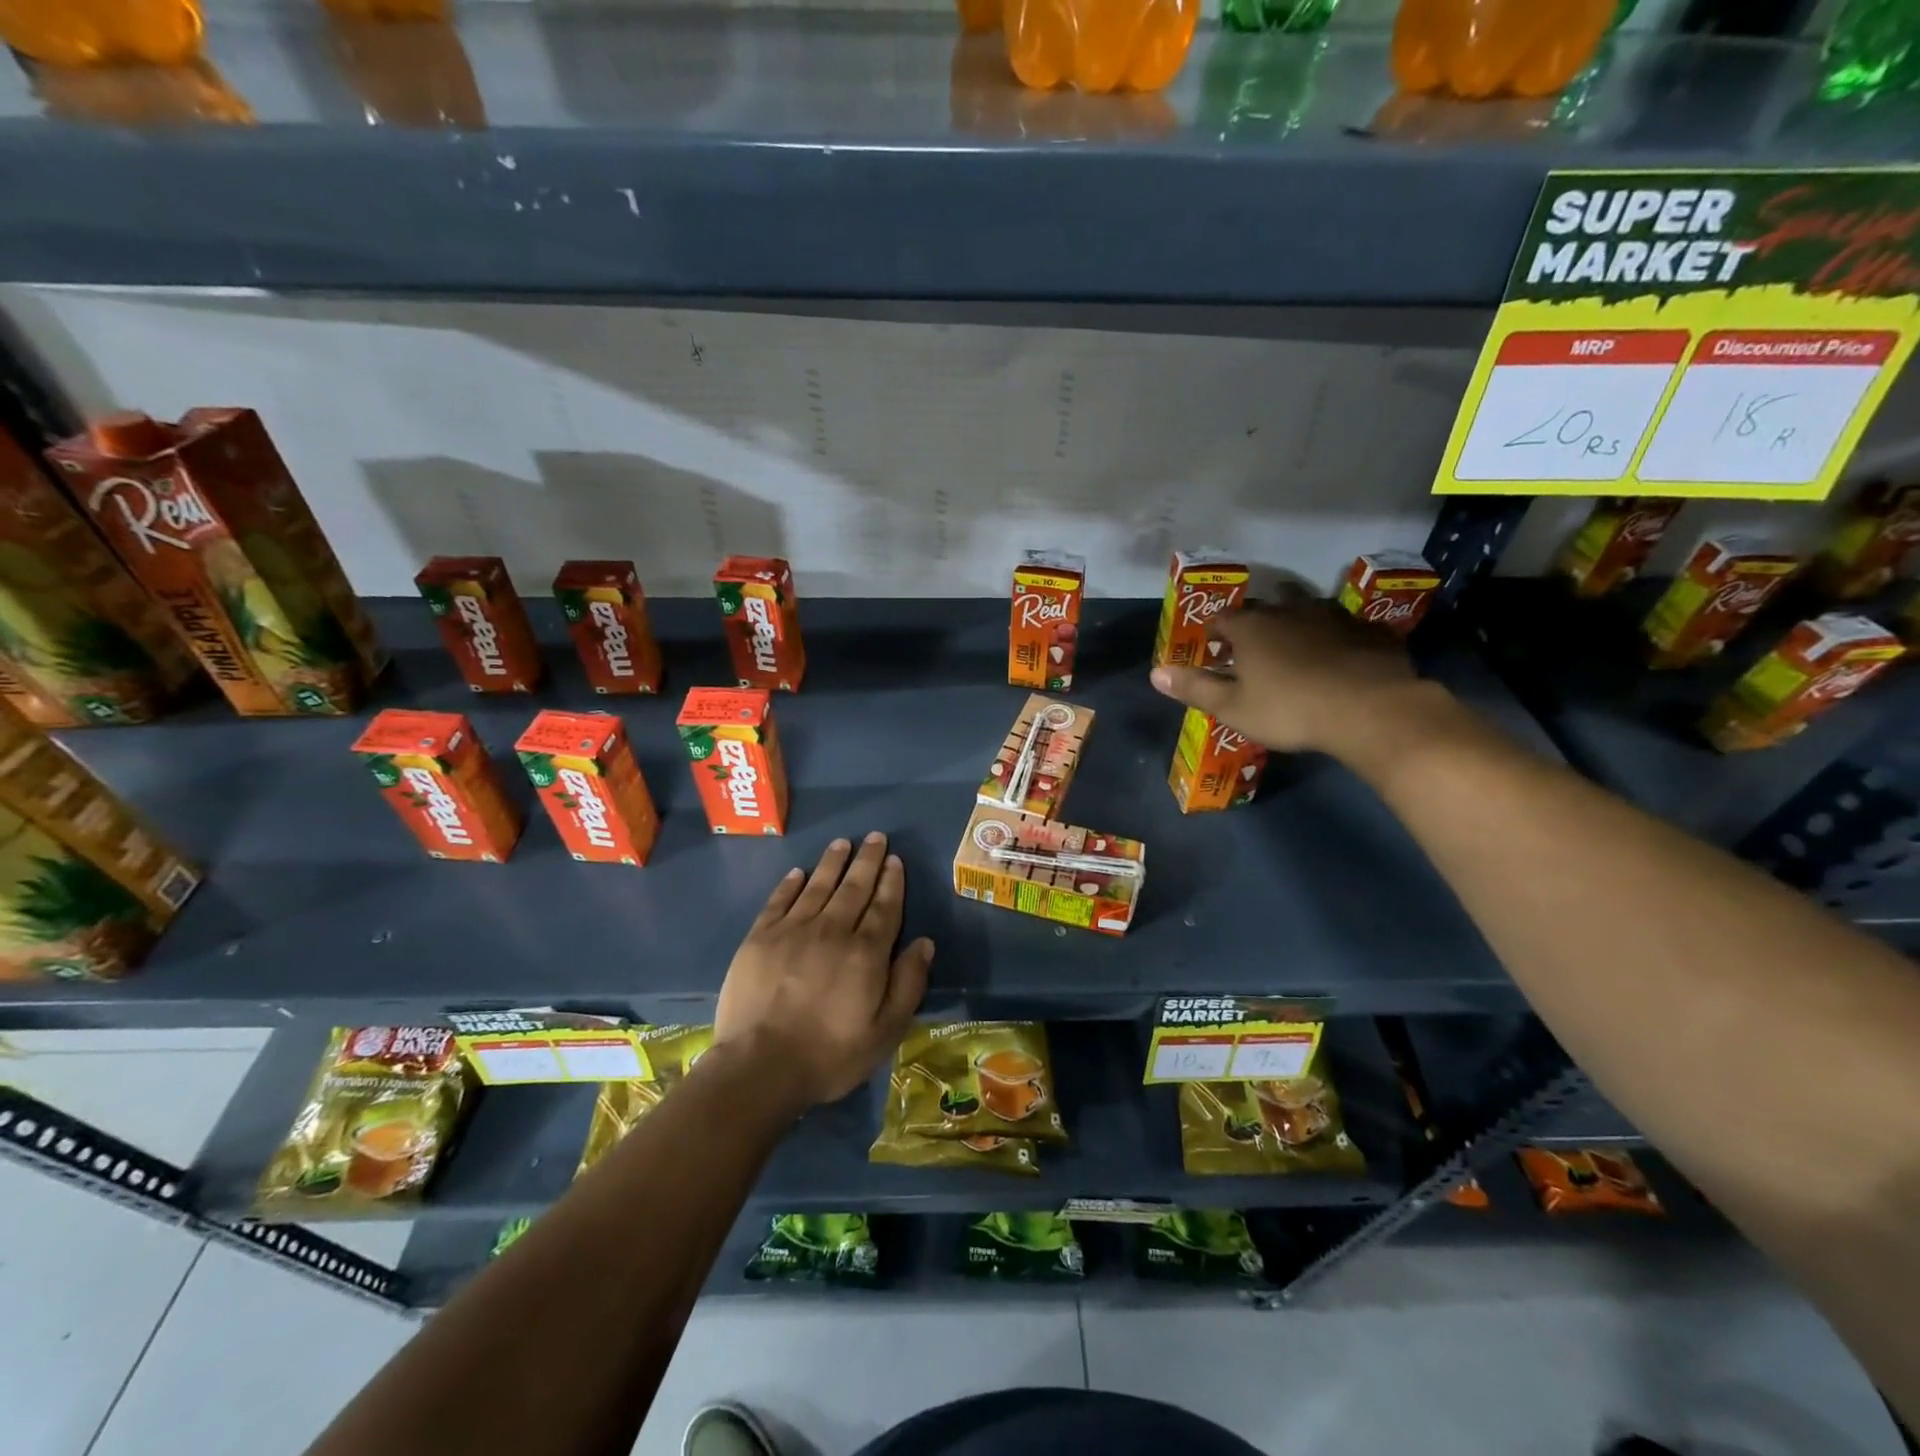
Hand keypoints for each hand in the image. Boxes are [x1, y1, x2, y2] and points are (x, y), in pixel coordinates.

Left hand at [713, 833, 932, 1112]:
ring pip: (818, 886)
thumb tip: (924, 943)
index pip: (884, 907)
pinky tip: (799, 873)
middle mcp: (832, 931)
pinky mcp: (760, 938)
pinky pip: (779, 901)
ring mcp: (792, 931)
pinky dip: (790, 884)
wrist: (760, 1067)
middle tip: (874, 836)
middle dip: (867, 860)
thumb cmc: (830, 1055)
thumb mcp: (885, 1031)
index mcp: (866, 953)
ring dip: (832, 863)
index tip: (894, 859)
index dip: (891, 881)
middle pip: (854, 888)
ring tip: (842, 843)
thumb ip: (908, 984)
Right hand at [1149, 593, 1442, 757]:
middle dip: (1257, 619)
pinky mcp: (1370, 632)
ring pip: (1310, 608)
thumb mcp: (1233, 708)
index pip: (1223, 618)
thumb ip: (1195, 688)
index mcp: (1252, 628)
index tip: (1214, 648)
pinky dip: (1339, 636)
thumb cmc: (1289, 710)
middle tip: (1255, 643)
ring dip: (1299, 620)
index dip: (1216, 632)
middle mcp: (1289, 612)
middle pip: (1267, 604)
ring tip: (1297, 642)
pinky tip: (1342, 655)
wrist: (1370, 710)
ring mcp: (1333, 617)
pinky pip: (1348, 627)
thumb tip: (1155, 673)